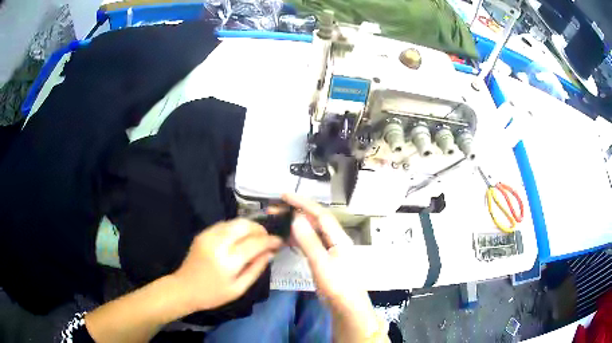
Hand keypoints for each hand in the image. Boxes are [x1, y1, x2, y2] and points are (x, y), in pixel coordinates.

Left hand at [172, 219, 282, 311]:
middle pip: (244, 225)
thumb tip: (271, 253)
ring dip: (249, 227)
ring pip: (234, 221)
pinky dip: (236, 228)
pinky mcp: (203, 233)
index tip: (280, 241)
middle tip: (267, 239)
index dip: (270, 240)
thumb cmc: (213, 294)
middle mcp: (218, 243)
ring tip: (256, 237)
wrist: (184, 288)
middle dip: (260, 229)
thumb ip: (256, 269)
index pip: (255, 243)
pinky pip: (224, 224)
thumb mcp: (239, 288)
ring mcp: (208, 236)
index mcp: (228, 261)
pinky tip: (240, 238)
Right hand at [282, 194, 384, 342]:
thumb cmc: (337, 285)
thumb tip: (296, 218)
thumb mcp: (321, 263)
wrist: (347, 306)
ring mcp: (330, 249)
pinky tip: (289, 238)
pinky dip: (299, 237)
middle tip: (276, 209)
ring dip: (297, 224)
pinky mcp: (325, 259)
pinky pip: (311, 242)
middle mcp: (335, 239)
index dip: (303, 202)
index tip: (284, 196)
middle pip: (316, 220)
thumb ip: (309, 240)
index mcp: (338, 237)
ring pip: (312, 231)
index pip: (320, 213)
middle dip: (297, 211)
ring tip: (279, 220)